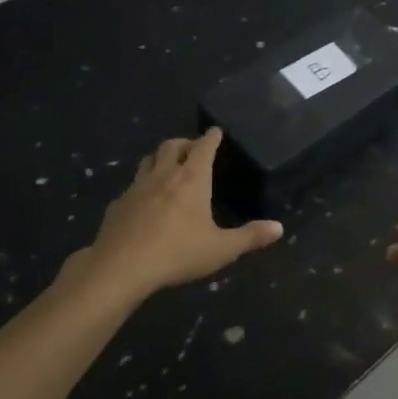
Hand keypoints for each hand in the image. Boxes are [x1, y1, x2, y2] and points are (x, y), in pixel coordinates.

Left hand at [83, 130, 282, 298]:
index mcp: (192, 179)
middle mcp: (164, 174)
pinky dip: (142, 185)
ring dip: (161, 158)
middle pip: (172, 145)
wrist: (121, 267)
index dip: (212, 137)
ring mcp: (137, 187)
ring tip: (169, 167)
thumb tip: (279, 228)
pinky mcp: (118, 204)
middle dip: (185, 143)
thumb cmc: (178, 253)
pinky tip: (144, 201)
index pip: (204, 147)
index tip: (216, 131)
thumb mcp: (221, 249)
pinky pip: (133, 185)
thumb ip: (250, 237)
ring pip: (149, 160)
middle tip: (194, 150)